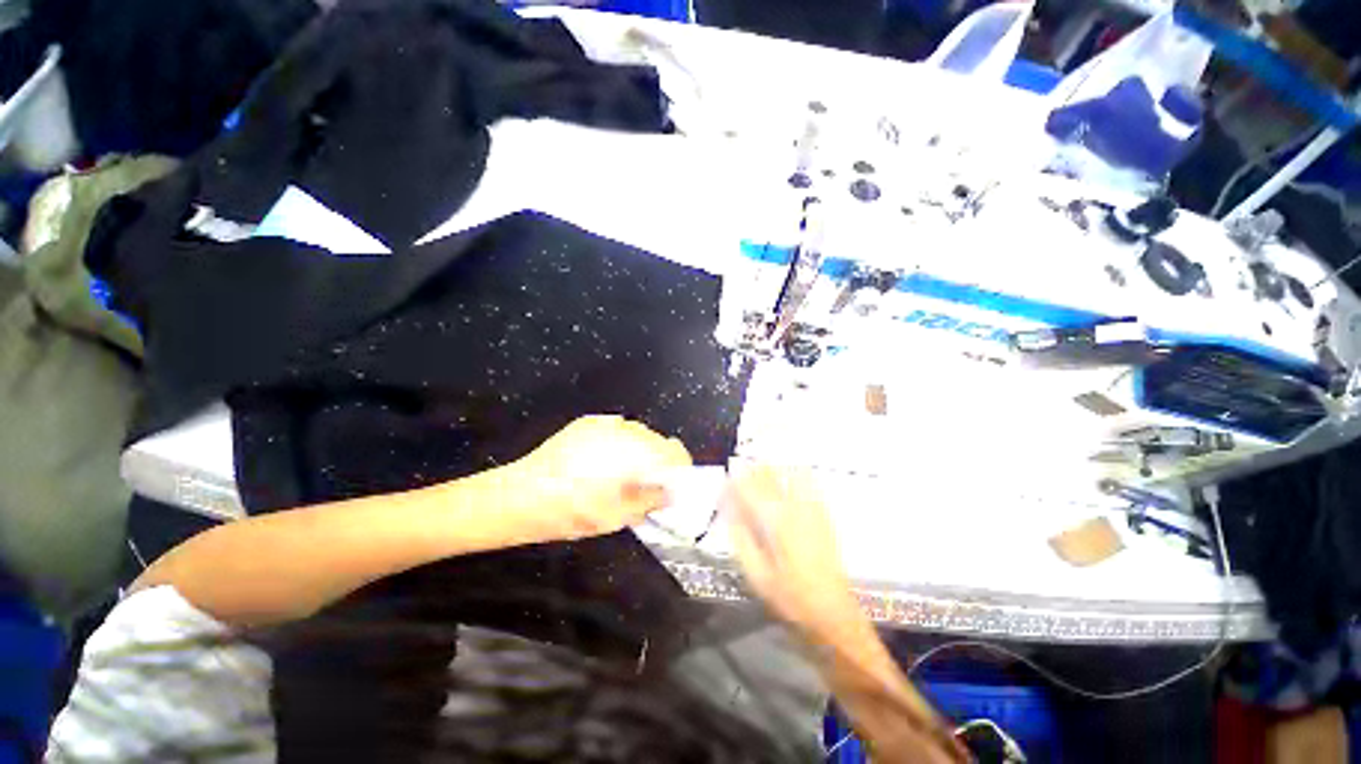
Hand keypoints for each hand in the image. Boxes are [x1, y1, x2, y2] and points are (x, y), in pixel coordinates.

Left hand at [507, 416, 691, 542]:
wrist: (521, 496)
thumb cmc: (572, 512)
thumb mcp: (618, 516)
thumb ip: (651, 501)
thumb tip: (670, 492)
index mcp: (637, 453)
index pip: (675, 452)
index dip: (681, 469)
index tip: (675, 486)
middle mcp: (626, 431)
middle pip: (658, 442)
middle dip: (658, 462)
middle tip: (646, 486)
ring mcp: (605, 423)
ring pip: (638, 434)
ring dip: (639, 452)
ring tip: (621, 474)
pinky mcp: (589, 422)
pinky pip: (617, 429)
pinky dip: (619, 443)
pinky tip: (601, 463)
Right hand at [726, 465, 860, 635]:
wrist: (833, 613)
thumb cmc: (790, 598)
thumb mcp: (757, 576)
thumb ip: (742, 541)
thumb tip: (730, 515)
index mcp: (776, 524)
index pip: (751, 491)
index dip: (736, 482)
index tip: (726, 479)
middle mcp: (795, 510)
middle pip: (771, 478)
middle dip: (754, 470)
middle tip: (741, 468)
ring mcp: (813, 511)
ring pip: (791, 475)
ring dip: (774, 469)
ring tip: (762, 468)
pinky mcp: (824, 516)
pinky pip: (810, 485)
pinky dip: (797, 474)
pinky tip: (790, 476)